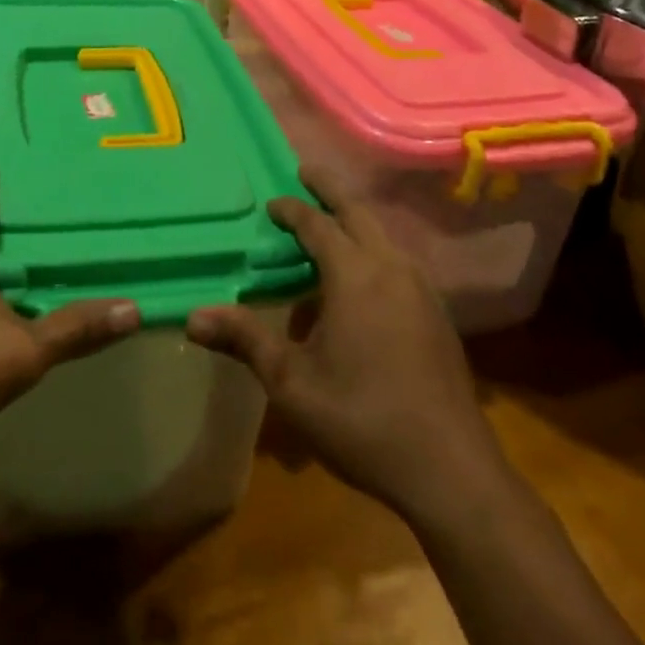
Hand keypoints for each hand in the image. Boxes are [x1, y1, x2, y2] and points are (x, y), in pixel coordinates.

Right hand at [186, 159, 504, 516]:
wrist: (451, 472)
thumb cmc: (363, 420)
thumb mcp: (292, 383)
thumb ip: (245, 340)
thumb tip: (193, 316)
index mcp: (354, 274)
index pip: (317, 224)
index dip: (292, 209)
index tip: (272, 204)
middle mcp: (390, 267)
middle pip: (357, 212)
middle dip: (329, 189)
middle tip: (305, 173)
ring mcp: (421, 288)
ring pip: (382, 235)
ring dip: (354, 221)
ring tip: (329, 228)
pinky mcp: (437, 313)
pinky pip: (397, 262)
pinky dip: (373, 250)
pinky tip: (362, 283)